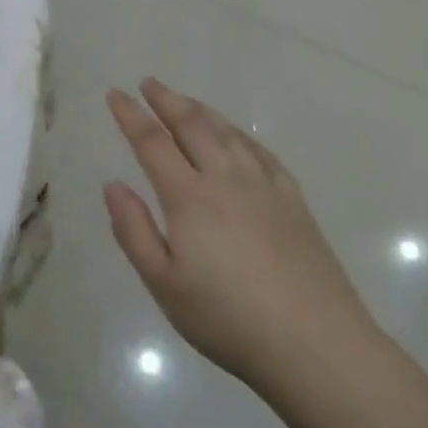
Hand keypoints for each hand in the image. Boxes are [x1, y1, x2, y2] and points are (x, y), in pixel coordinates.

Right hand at [104, 79, 377, 387]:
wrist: (315, 344)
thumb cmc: (227, 318)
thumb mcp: (163, 284)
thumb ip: (133, 230)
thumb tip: (112, 184)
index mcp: (189, 197)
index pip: (152, 143)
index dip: (131, 115)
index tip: (115, 94)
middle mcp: (226, 179)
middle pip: (192, 126)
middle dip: (166, 100)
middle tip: (148, 83)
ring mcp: (265, 186)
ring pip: (227, 133)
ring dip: (201, 110)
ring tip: (184, 101)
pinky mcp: (293, 200)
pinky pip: (261, 151)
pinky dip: (239, 134)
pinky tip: (236, 136)